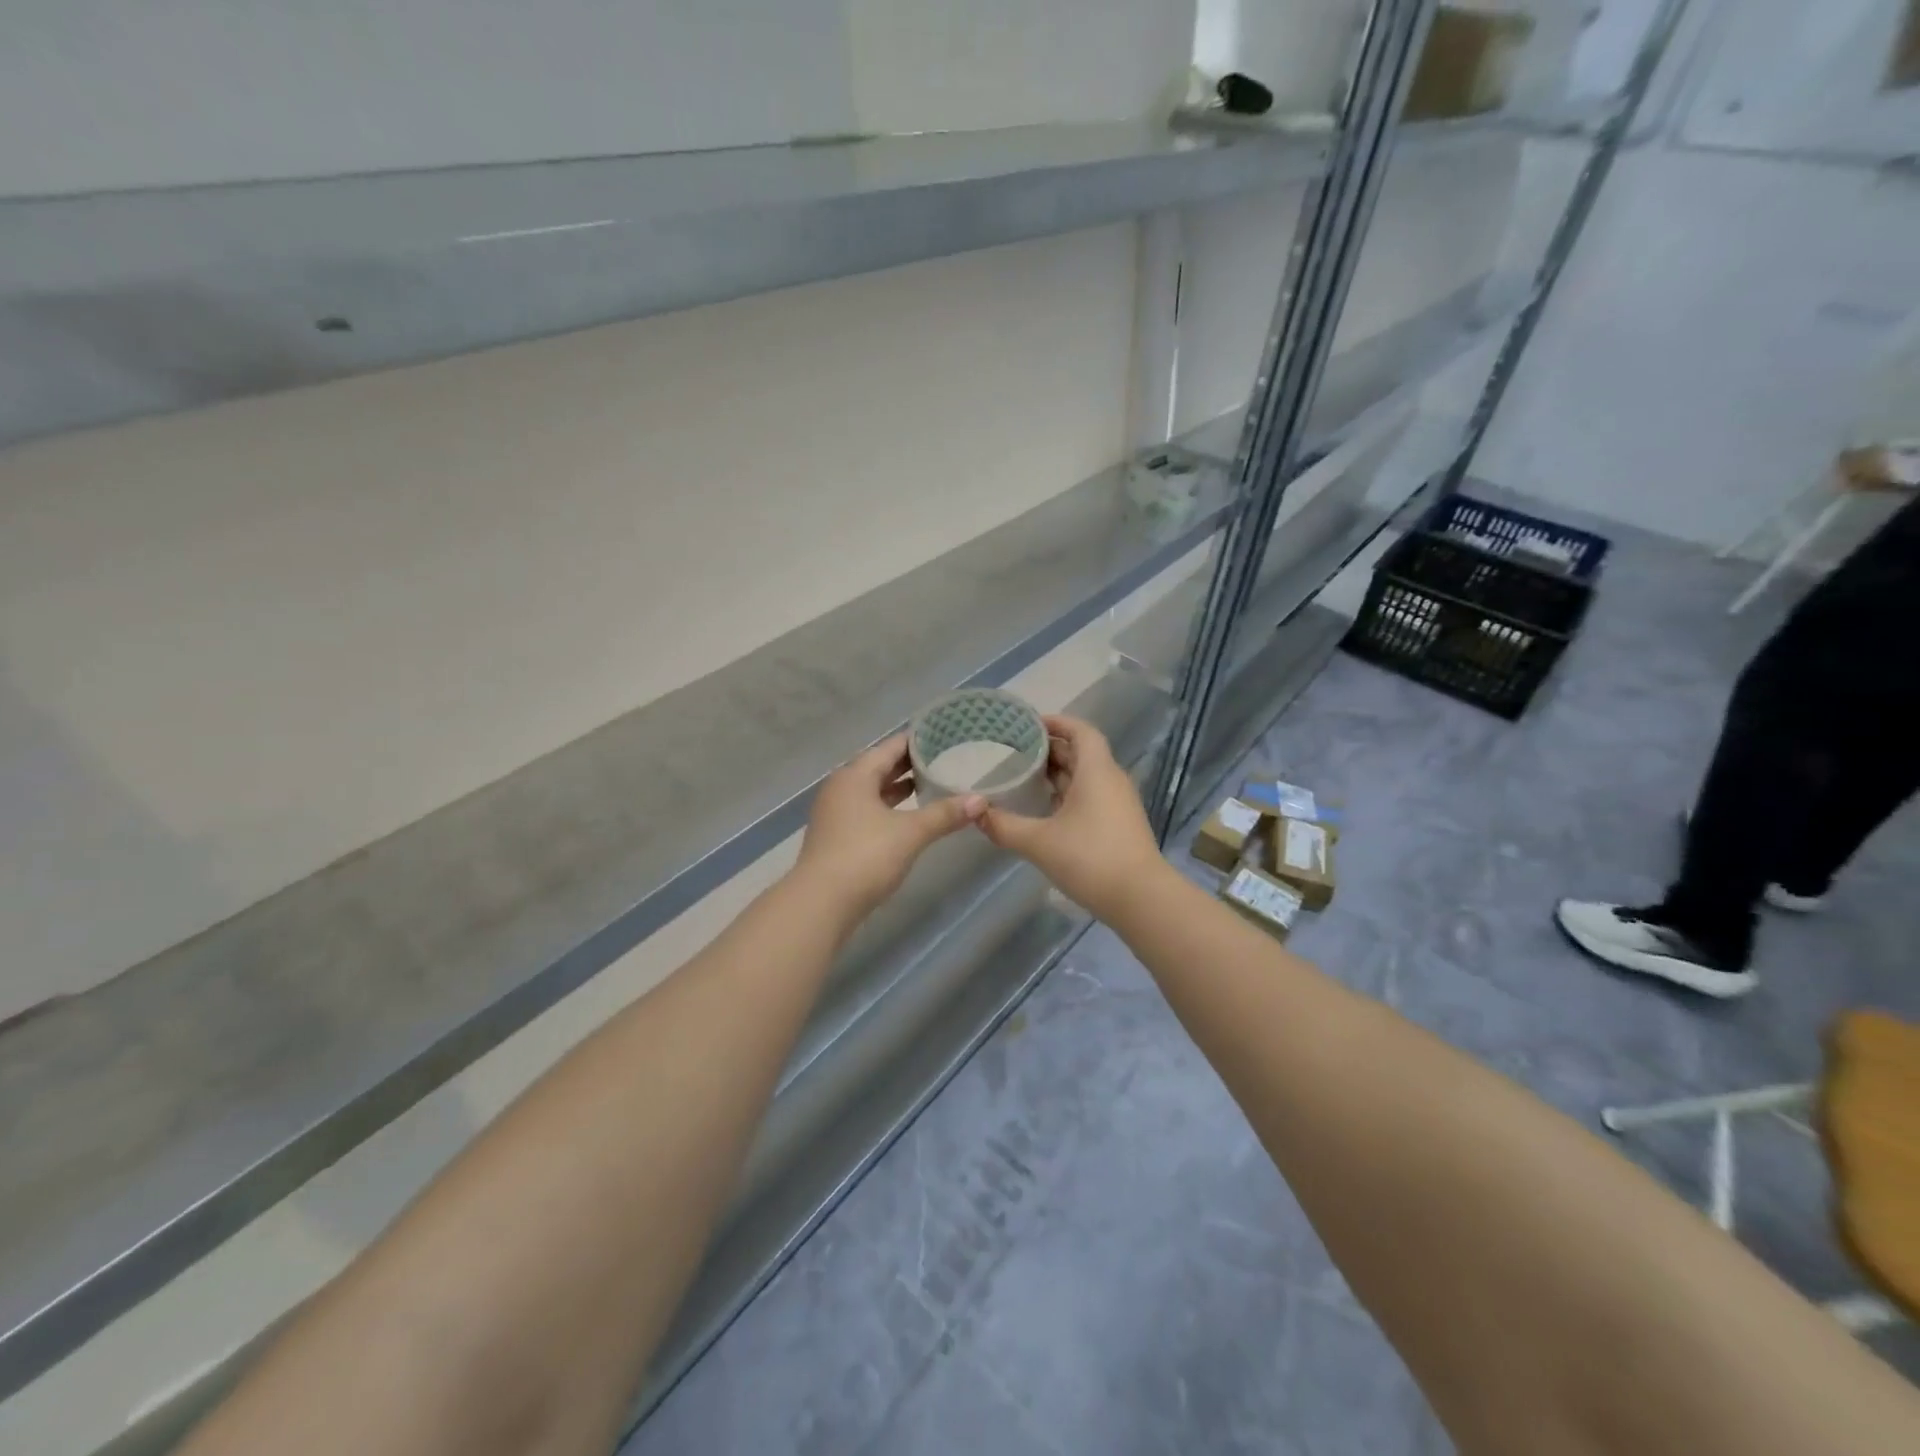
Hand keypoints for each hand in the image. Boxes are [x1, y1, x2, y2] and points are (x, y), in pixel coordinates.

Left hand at [794, 733, 984, 916]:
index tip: (945, 735)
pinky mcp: (837, 835)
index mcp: (855, 775)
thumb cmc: (865, 857)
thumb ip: (945, 814)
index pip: (890, 747)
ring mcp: (836, 812)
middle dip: (911, 764)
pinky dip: (889, 807)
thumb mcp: (910, 833)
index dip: (917, 740)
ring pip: (873, 790)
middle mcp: (841, 787)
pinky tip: (910, 815)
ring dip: (900, 787)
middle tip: (946, 758)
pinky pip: (868, 809)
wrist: (820, 904)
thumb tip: (980, 800)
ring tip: (933, 783)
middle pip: (880, 766)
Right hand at [977, 716, 1166, 920]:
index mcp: (1097, 771)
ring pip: (1085, 777)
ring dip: (1057, 774)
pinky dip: (1066, 795)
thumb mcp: (1039, 842)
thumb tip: (976, 814)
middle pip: (1081, 752)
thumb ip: (1004, 826)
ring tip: (1023, 777)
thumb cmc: (1090, 859)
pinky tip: (1043, 810)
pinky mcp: (1118, 826)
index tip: (1027, 724)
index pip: (1081, 731)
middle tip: (1014, 751)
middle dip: (1049, 749)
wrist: (1141, 900)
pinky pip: (1090, 797)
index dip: (1057, 722)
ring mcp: (1117, 804)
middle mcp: (1110, 781)